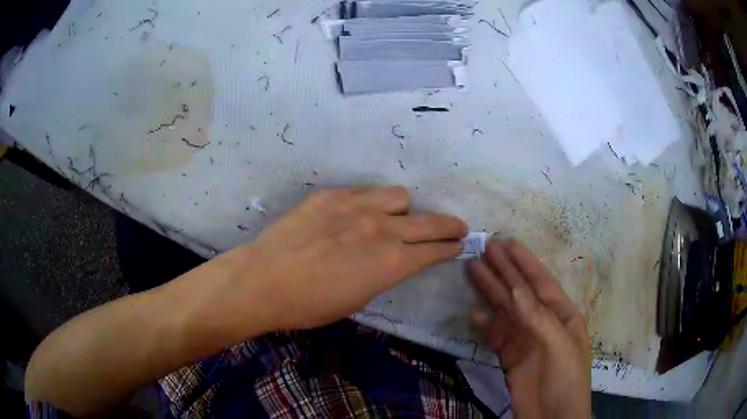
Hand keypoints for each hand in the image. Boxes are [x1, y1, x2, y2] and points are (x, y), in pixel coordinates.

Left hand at [214, 186, 466, 335]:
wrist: (262, 280)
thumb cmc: (309, 305)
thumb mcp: (357, 299)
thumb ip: (383, 273)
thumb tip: (394, 259)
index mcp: (389, 262)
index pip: (433, 250)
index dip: (450, 247)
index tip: (459, 244)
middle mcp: (380, 228)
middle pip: (428, 221)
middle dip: (448, 225)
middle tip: (457, 227)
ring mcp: (355, 206)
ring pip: (398, 196)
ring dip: (403, 210)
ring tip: (393, 220)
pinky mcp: (331, 195)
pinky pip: (364, 192)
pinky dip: (370, 203)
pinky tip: (357, 215)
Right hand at [467, 240, 590, 418]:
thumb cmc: (566, 381)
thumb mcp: (558, 347)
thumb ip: (538, 318)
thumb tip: (516, 289)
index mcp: (563, 316)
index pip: (541, 283)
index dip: (524, 262)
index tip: (505, 243)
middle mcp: (545, 323)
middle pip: (520, 293)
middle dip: (503, 271)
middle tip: (483, 249)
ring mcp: (527, 341)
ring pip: (506, 311)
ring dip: (491, 292)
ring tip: (473, 271)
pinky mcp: (512, 358)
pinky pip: (497, 336)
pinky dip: (485, 325)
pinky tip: (473, 314)